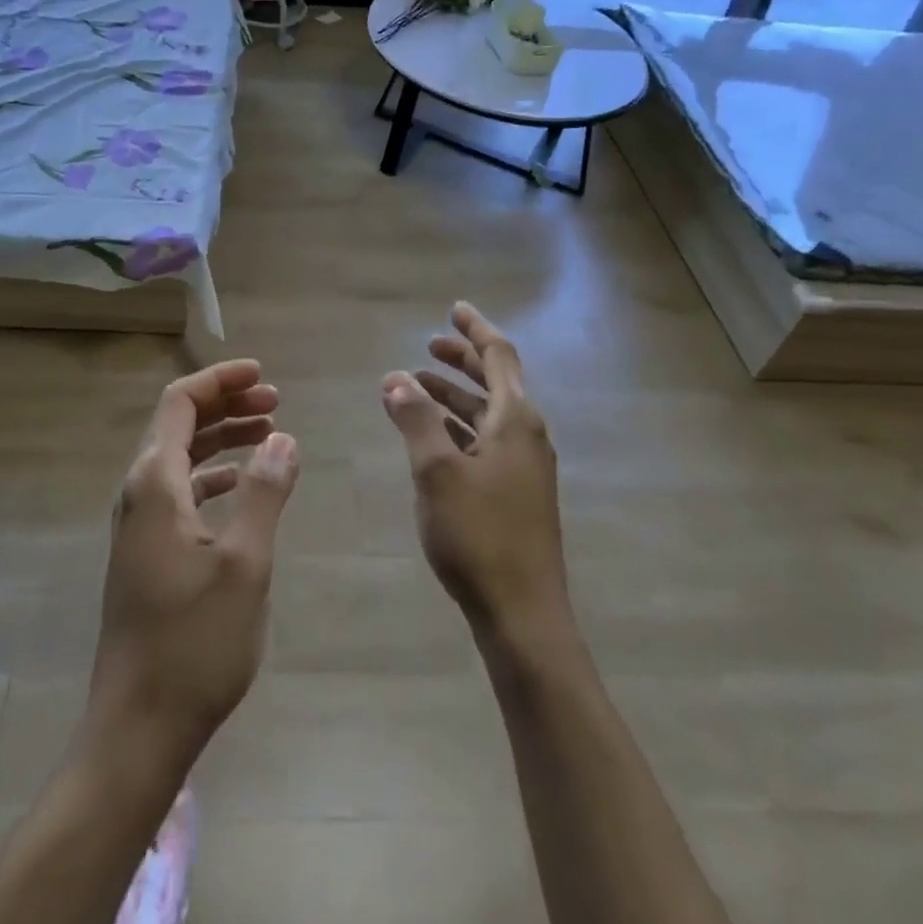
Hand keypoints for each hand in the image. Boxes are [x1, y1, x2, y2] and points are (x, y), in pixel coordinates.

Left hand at [86, 359, 299, 764]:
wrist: (137, 726)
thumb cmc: (194, 642)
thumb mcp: (244, 563)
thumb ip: (265, 492)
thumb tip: (283, 438)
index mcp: (154, 484)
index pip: (180, 403)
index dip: (220, 380)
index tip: (262, 374)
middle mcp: (138, 494)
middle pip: (178, 425)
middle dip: (226, 405)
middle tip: (275, 402)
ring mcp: (137, 525)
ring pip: (179, 458)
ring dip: (221, 439)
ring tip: (268, 434)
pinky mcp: (144, 553)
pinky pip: (178, 492)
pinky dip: (211, 476)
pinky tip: (240, 487)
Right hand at [381, 303, 569, 642]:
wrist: (523, 614)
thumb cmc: (479, 535)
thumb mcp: (436, 471)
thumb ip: (415, 419)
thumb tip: (395, 378)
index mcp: (516, 420)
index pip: (499, 356)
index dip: (475, 330)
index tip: (454, 309)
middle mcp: (527, 435)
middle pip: (496, 381)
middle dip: (462, 361)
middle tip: (428, 347)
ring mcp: (525, 466)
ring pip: (488, 414)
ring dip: (456, 395)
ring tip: (417, 387)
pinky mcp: (517, 493)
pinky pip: (486, 440)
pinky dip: (459, 426)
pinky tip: (433, 437)